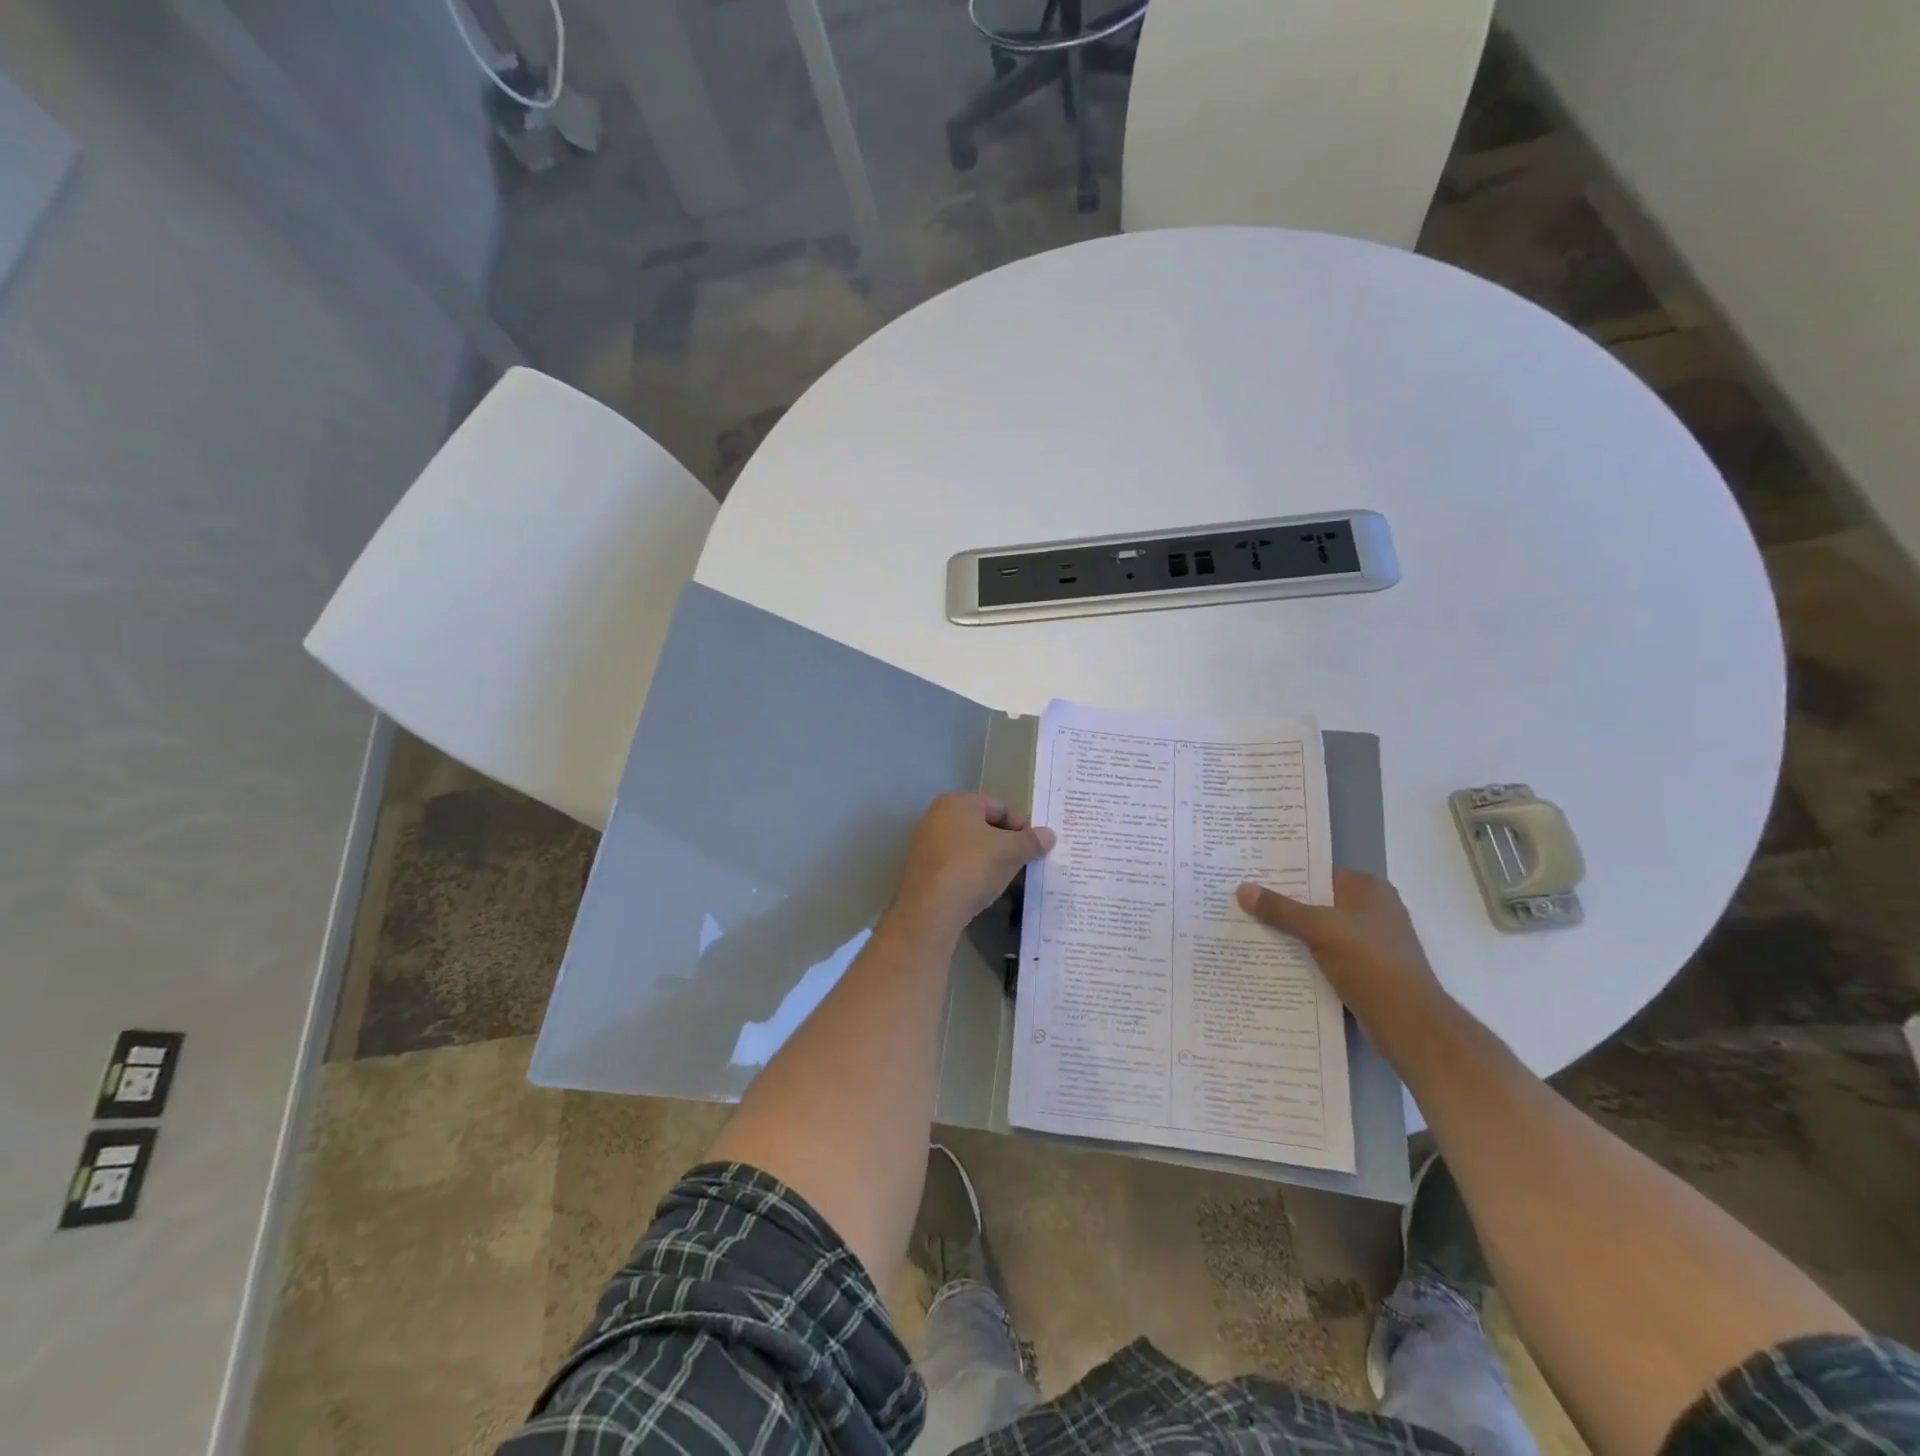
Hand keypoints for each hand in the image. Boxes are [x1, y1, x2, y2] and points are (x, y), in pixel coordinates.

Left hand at [892, 793, 1054, 935]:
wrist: (930, 909)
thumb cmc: (973, 867)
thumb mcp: (1011, 852)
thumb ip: (1032, 841)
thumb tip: (1049, 834)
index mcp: (957, 802)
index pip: (1000, 806)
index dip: (1022, 825)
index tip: (1036, 847)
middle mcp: (936, 816)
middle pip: (983, 825)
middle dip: (1006, 843)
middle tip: (1024, 862)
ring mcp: (926, 843)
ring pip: (969, 846)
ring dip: (990, 859)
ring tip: (1007, 878)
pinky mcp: (922, 869)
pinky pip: (955, 864)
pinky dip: (972, 872)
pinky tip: (983, 889)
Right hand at [1235, 871, 1445, 1026]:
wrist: (1408, 1021)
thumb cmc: (1369, 961)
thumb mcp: (1319, 928)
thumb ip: (1280, 908)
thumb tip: (1242, 889)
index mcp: (1369, 888)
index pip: (1317, 873)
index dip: (1284, 876)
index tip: (1249, 878)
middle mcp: (1373, 909)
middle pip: (1317, 902)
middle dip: (1283, 906)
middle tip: (1241, 904)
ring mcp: (1372, 941)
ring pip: (1320, 931)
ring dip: (1292, 935)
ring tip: (1249, 931)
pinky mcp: (1367, 970)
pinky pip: (1327, 955)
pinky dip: (1306, 957)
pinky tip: (1275, 961)